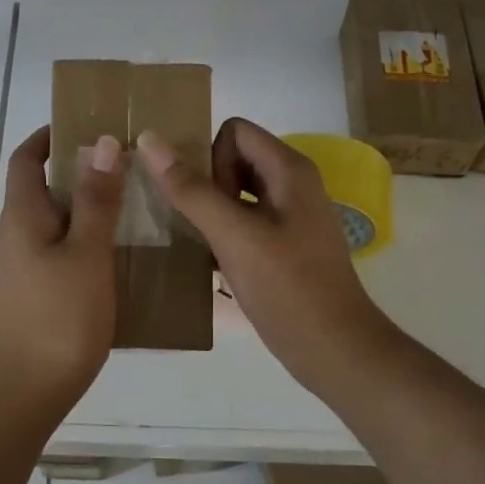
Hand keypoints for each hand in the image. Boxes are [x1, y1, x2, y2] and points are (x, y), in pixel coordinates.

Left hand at [0, 126, 124, 422]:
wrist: (18, 396)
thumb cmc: (57, 318)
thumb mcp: (87, 254)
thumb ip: (97, 200)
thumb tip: (101, 142)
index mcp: (21, 216)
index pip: (26, 159)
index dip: (49, 137)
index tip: (85, 127)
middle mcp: (10, 236)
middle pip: (39, 190)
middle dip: (76, 174)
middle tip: (124, 171)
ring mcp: (14, 270)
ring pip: (49, 225)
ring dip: (81, 212)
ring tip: (128, 213)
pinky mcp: (24, 298)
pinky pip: (52, 255)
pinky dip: (78, 245)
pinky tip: (111, 263)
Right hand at [138, 118, 389, 391]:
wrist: (335, 352)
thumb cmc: (288, 289)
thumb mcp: (234, 236)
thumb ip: (191, 189)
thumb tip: (148, 139)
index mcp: (290, 170)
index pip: (234, 132)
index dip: (211, 158)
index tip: (208, 202)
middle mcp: (293, 184)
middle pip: (234, 158)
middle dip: (208, 183)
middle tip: (203, 226)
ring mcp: (290, 216)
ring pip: (237, 190)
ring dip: (211, 208)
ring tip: (199, 241)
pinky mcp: (285, 244)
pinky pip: (244, 219)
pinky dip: (224, 230)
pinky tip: (213, 260)